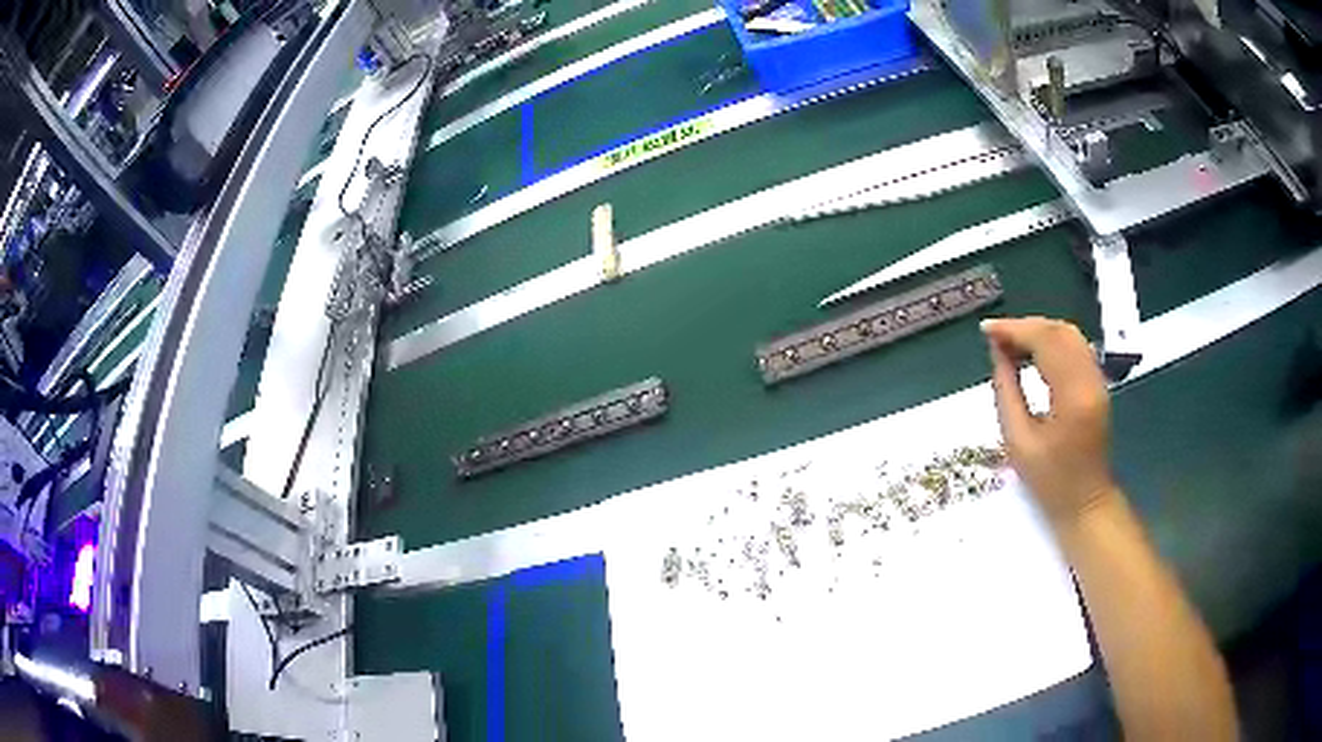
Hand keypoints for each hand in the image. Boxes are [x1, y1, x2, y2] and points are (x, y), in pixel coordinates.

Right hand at [983, 317, 1117, 525]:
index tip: (986, 330)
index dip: (1014, 330)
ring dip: (1038, 332)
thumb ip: (1006, 391)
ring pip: (1069, 335)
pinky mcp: (1098, 384)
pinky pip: (1075, 347)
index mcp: (1072, 397)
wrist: (1086, 503)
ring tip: (1011, 344)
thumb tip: (997, 352)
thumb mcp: (1018, 441)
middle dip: (1025, 327)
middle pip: (1059, 331)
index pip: (1045, 342)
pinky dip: (1051, 342)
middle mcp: (1090, 380)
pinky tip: (1032, 353)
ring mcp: (1098, 380)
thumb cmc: (1050, 482)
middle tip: (996, 337)